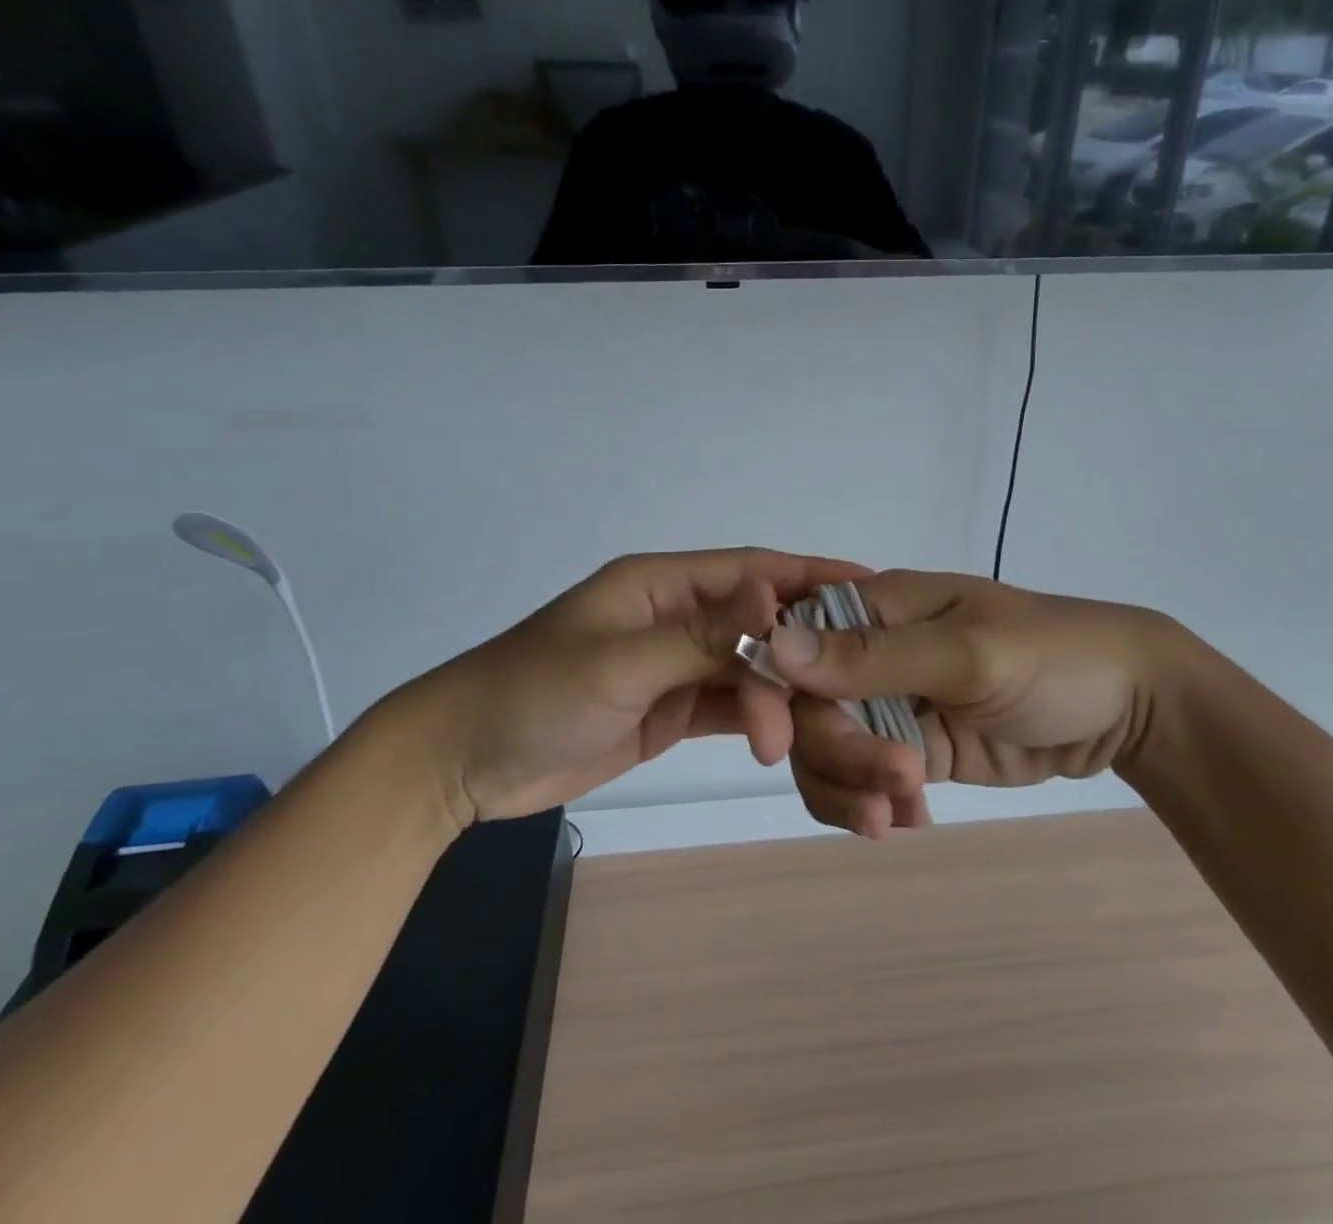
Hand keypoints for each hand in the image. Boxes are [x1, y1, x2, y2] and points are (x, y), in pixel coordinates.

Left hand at [364, 549, 866, 823]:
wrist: (463, 763)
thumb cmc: (534, 694)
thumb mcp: (620, 662)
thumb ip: (702, 633)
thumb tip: (776, 594)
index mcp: (661, 585)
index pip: (750, 570)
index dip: (809, 575)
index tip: (869, 588)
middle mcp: (675, 616)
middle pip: (758, 625)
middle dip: (803, 653)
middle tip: (853, 685)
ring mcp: (673, 665)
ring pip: (747, 671)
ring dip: (779, 700)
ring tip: (799, 739)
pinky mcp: (669, 708)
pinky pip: (727, 706)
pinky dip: (757, 721)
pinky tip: (786, 741)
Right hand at [758, 570, 1186, 837]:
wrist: (1128, 707)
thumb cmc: (1055, 656)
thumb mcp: (968, 653)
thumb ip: (875, 655)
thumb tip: (776, 647)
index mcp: (876, 607)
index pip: (792, 640)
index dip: (773, 689)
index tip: (775, 744)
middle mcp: (870, 652)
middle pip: (805, 707)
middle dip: (834, 754)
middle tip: (894, 788)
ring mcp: (889, 703)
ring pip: (826, 750)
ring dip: (849, 788)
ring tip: (899, 817)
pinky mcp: (912, 747)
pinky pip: (864, 779)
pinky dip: (873, 804)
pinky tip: (914, 820)